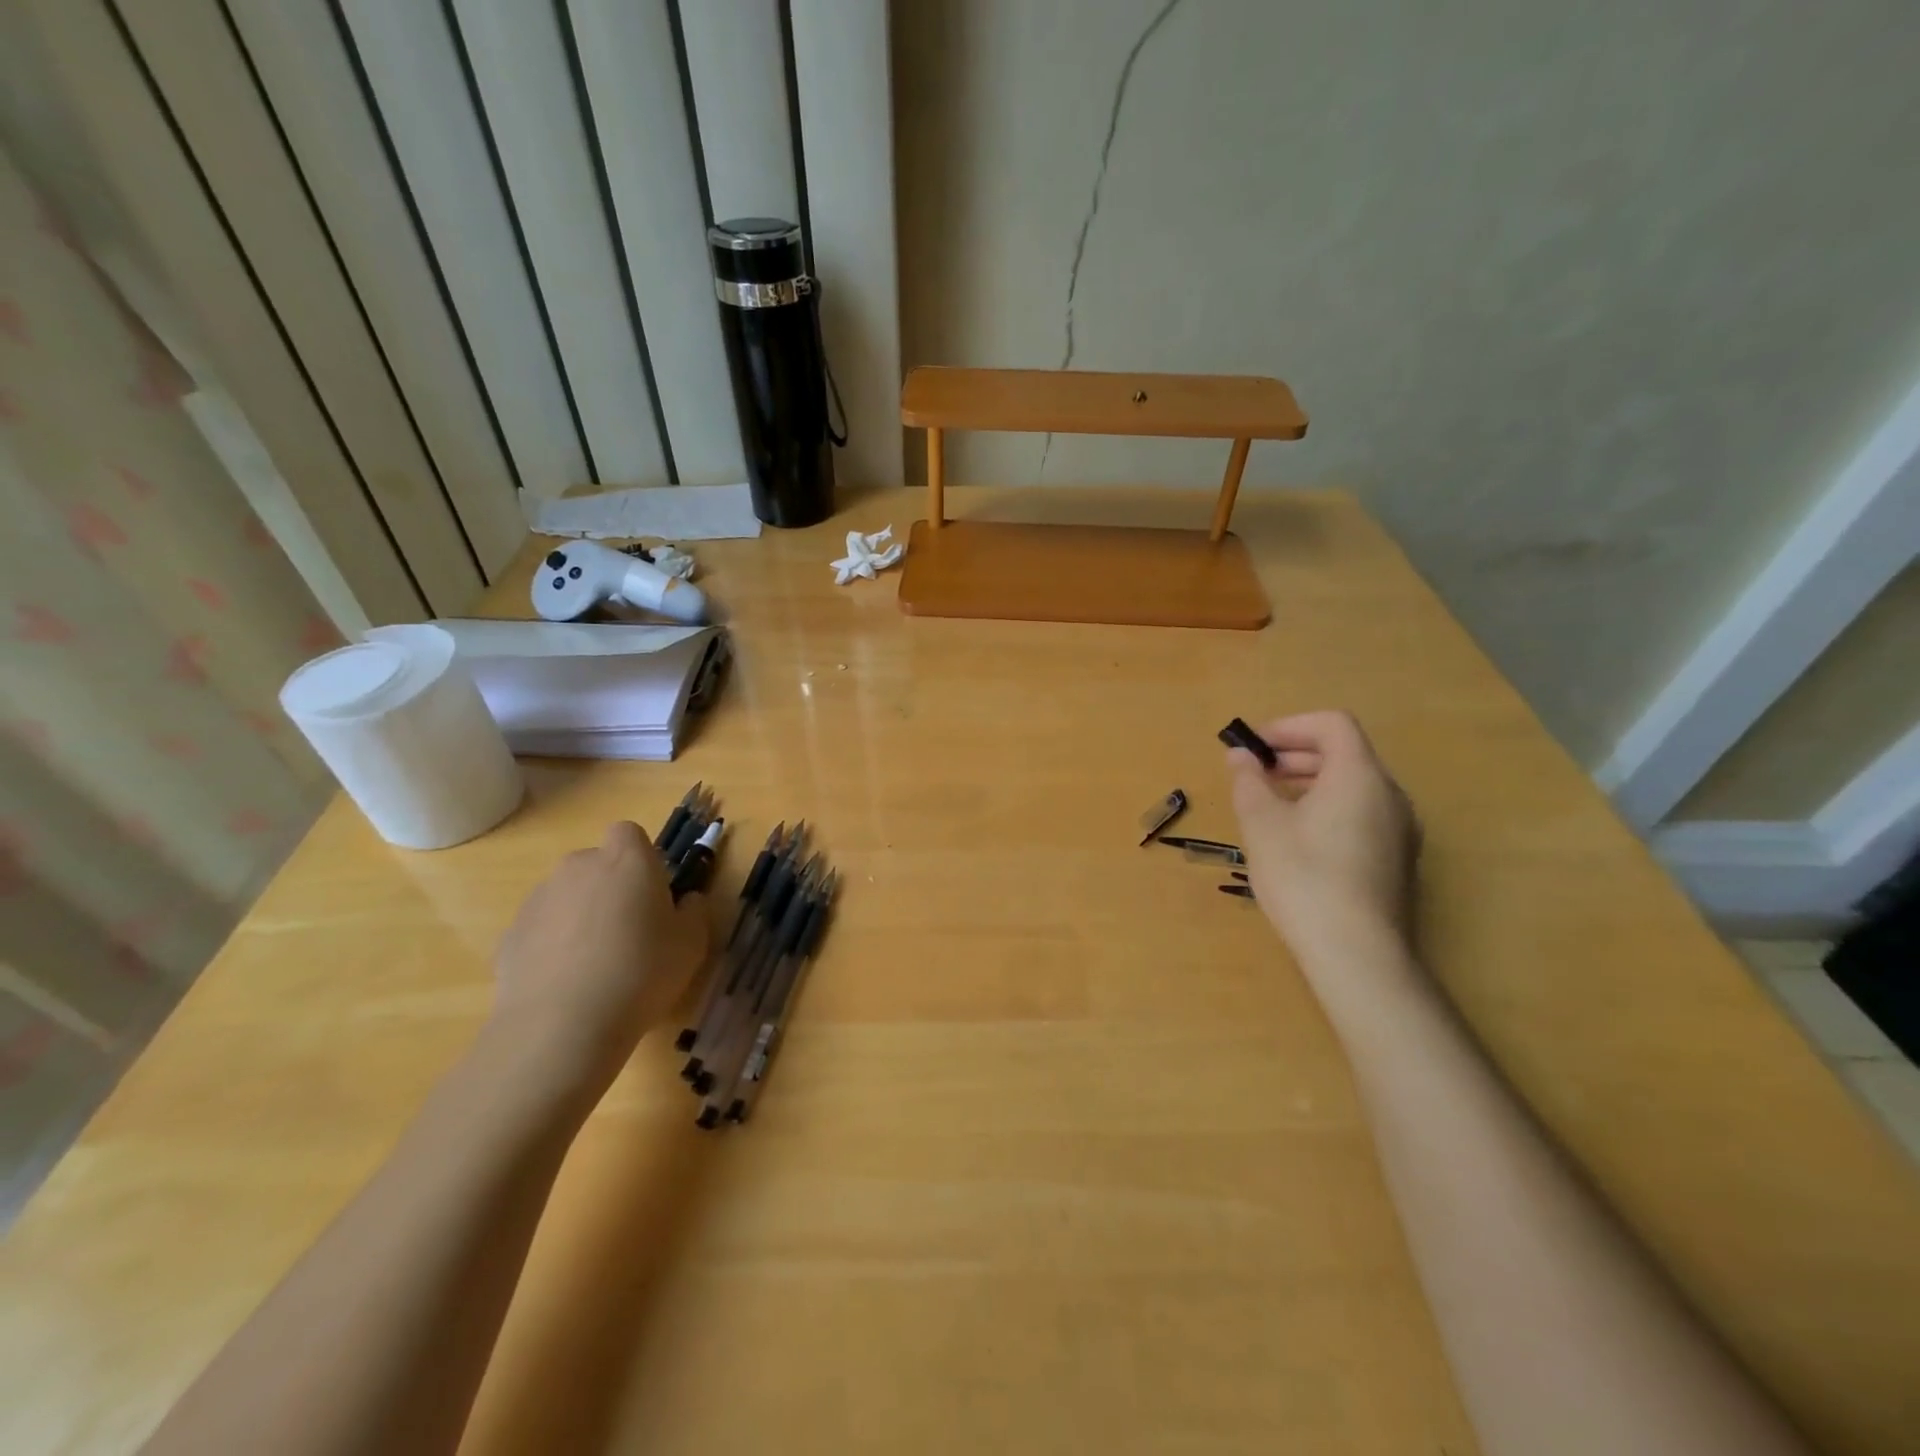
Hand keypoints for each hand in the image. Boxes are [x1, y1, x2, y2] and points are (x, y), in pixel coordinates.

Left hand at [489, 822, 708, 1091]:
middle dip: (610, 887)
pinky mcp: (511, 934)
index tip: (653, 893)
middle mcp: (579, 867)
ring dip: (581, 916)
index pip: (630, 833)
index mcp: (627, 860)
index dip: (641, 858)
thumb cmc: (642, 972)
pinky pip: (541, 928)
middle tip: (629, 930)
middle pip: (596, 863)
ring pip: (567, 895)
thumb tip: (685, 901)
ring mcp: (539, 898)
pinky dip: (553, 945)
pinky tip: (566, 983)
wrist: (562, 1025)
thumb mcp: (693, 943)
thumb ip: (693, 911)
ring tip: (595, 964)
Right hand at [1225, 712, 1421, 964]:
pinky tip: (1298, 841)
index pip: (1332, 724)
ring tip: (1271, 806)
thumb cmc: (1303, 877)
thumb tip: (1240, 755)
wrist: (1357, 954)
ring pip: (1353, 786)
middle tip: (1256, 774)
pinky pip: (1362, 814)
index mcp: (1359, 775)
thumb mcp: (1261, 824)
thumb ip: (1249, 781)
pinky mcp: (1397, 860)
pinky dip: (1328, 809)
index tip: (1254, 747)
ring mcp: (1400, 830)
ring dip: (1310, 783)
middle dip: (1295, 755)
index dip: (1289, 726)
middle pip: (1344, 753)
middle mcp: (1390, 795)